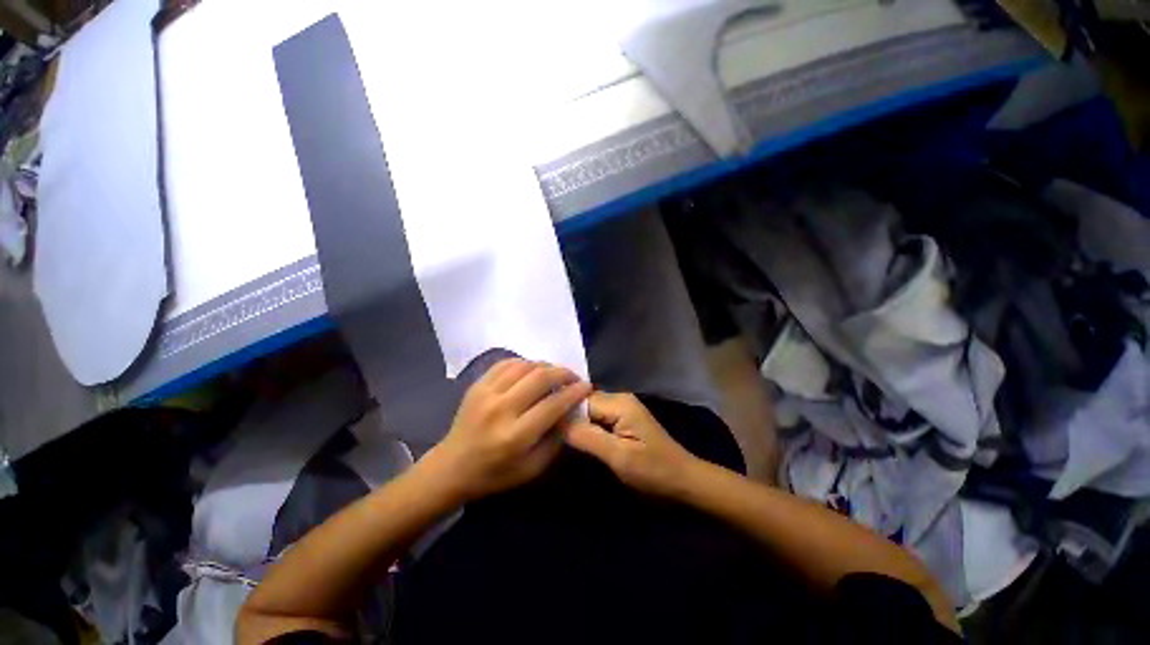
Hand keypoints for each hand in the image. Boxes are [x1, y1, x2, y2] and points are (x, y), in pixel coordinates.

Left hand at [424, 359, 591, 501]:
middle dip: (563, 373)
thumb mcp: (532, 468)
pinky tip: (532, 370)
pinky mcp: (477, 385)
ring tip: (554, 374)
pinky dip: (524, 363)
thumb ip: (555, 439)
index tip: (586, 387)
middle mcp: (501, 409)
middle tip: (574, 377)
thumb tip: (571, 411)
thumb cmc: (495, 473)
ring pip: (524, 366)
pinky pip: (506, 363)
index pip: (553, 404)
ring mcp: (486, 393)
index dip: (574, 392)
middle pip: (540, 377)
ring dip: (545, 366)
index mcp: (515, 436)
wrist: (452, 467)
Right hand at [564, 392, 700, 498]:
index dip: (564, 414)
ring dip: (577, 424)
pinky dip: (588, 428)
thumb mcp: (619, 457)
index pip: (580, 400)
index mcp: (618, 403)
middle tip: (552, 438)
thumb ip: (587, 437)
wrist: (684, 480)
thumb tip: (556, 421)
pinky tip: (579, 440)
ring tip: (561, 440)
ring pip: (589, 410)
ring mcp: (622, 408)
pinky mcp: (623, 419)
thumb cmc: (653, 471)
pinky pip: (598, 417)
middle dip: (569, 418)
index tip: (548, 431)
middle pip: (584, 403)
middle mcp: (619, 399)